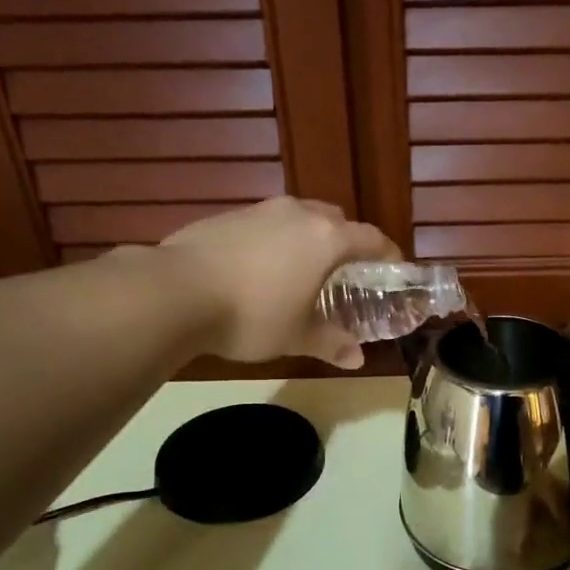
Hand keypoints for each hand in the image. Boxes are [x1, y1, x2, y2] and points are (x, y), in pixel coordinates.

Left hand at [157, 197, 399, 367]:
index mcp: (326, 238)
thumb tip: (356, 359)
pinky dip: (276, 241)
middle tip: (346, 272)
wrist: (176, 292)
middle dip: (347, 242)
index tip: (394, 269)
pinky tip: (261, 270)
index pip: (371, 238)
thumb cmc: (252, 315)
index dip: (388, 254)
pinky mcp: (228, 215)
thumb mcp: (296, 336)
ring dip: (309, 239)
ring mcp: (260, 210)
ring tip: (303, 270)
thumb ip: (331, 343)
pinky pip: (266, 224)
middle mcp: (298, 213)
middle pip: (336, 219)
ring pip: (299, 217)